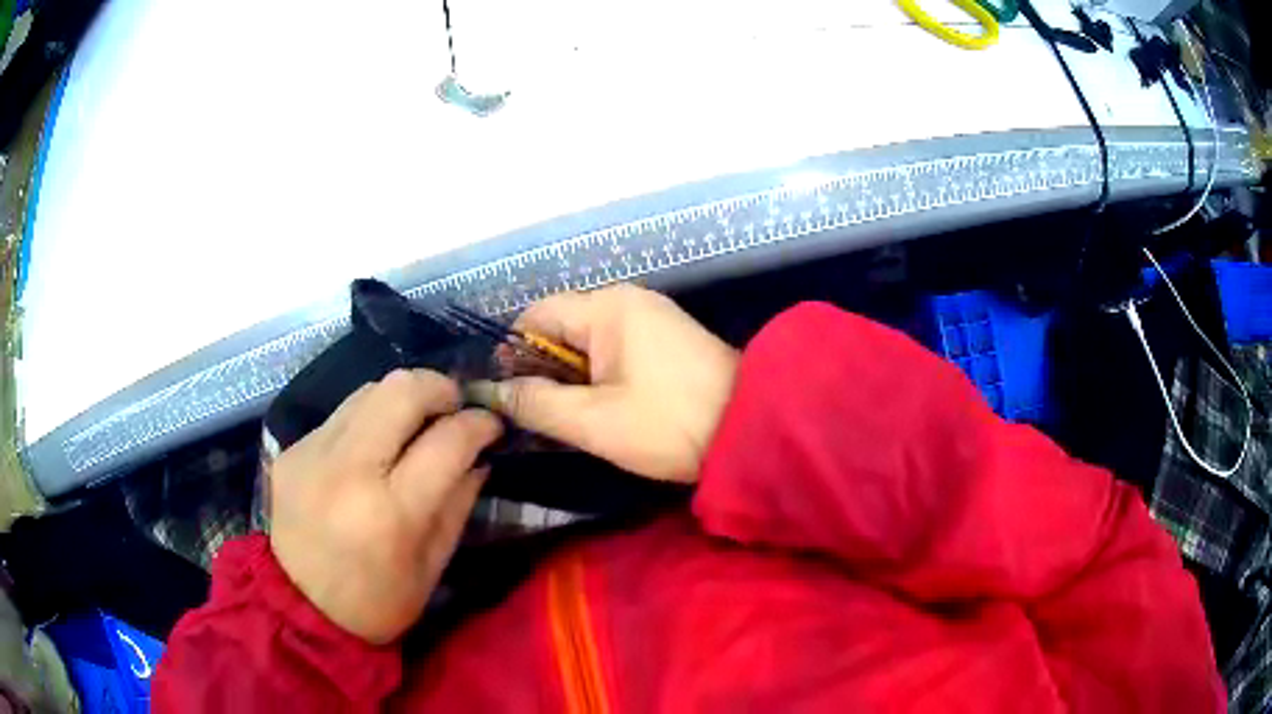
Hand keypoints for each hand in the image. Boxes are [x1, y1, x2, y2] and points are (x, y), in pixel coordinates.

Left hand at [269, 369, 501, 644]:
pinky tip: (374, 447)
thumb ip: (459, 503)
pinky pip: (340, 414)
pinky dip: (369, 420)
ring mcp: (312, 453)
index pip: (447, 441)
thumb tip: (478, 455)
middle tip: (455, 407)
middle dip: (440, 389)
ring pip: (369, 390)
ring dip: (403, 399)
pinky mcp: (291, 450)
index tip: (491, 424)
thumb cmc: (377, 602)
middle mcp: (348, 469)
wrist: (300, 610)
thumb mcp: (432, 566)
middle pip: (402, 390)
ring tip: (416, 423)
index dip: (479, 424)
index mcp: (391, 512)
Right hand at [478, 284, 737, 482]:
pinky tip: (605, 410)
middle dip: (545, 370)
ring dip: (573, 379)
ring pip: (589, 343)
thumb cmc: (670, 424)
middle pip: (562, 327)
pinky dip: (601, 377)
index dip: (513, 353)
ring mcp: (653, 319)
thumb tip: (494, 393)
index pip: (536, 315)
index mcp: (608, 307)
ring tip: (571, 419)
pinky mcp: (668, 341)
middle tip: (541, 416)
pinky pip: (617, 351)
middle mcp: (629, 301)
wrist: (753, 430)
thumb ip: (537, 403)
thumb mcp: (594, 421)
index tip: (509, 396)